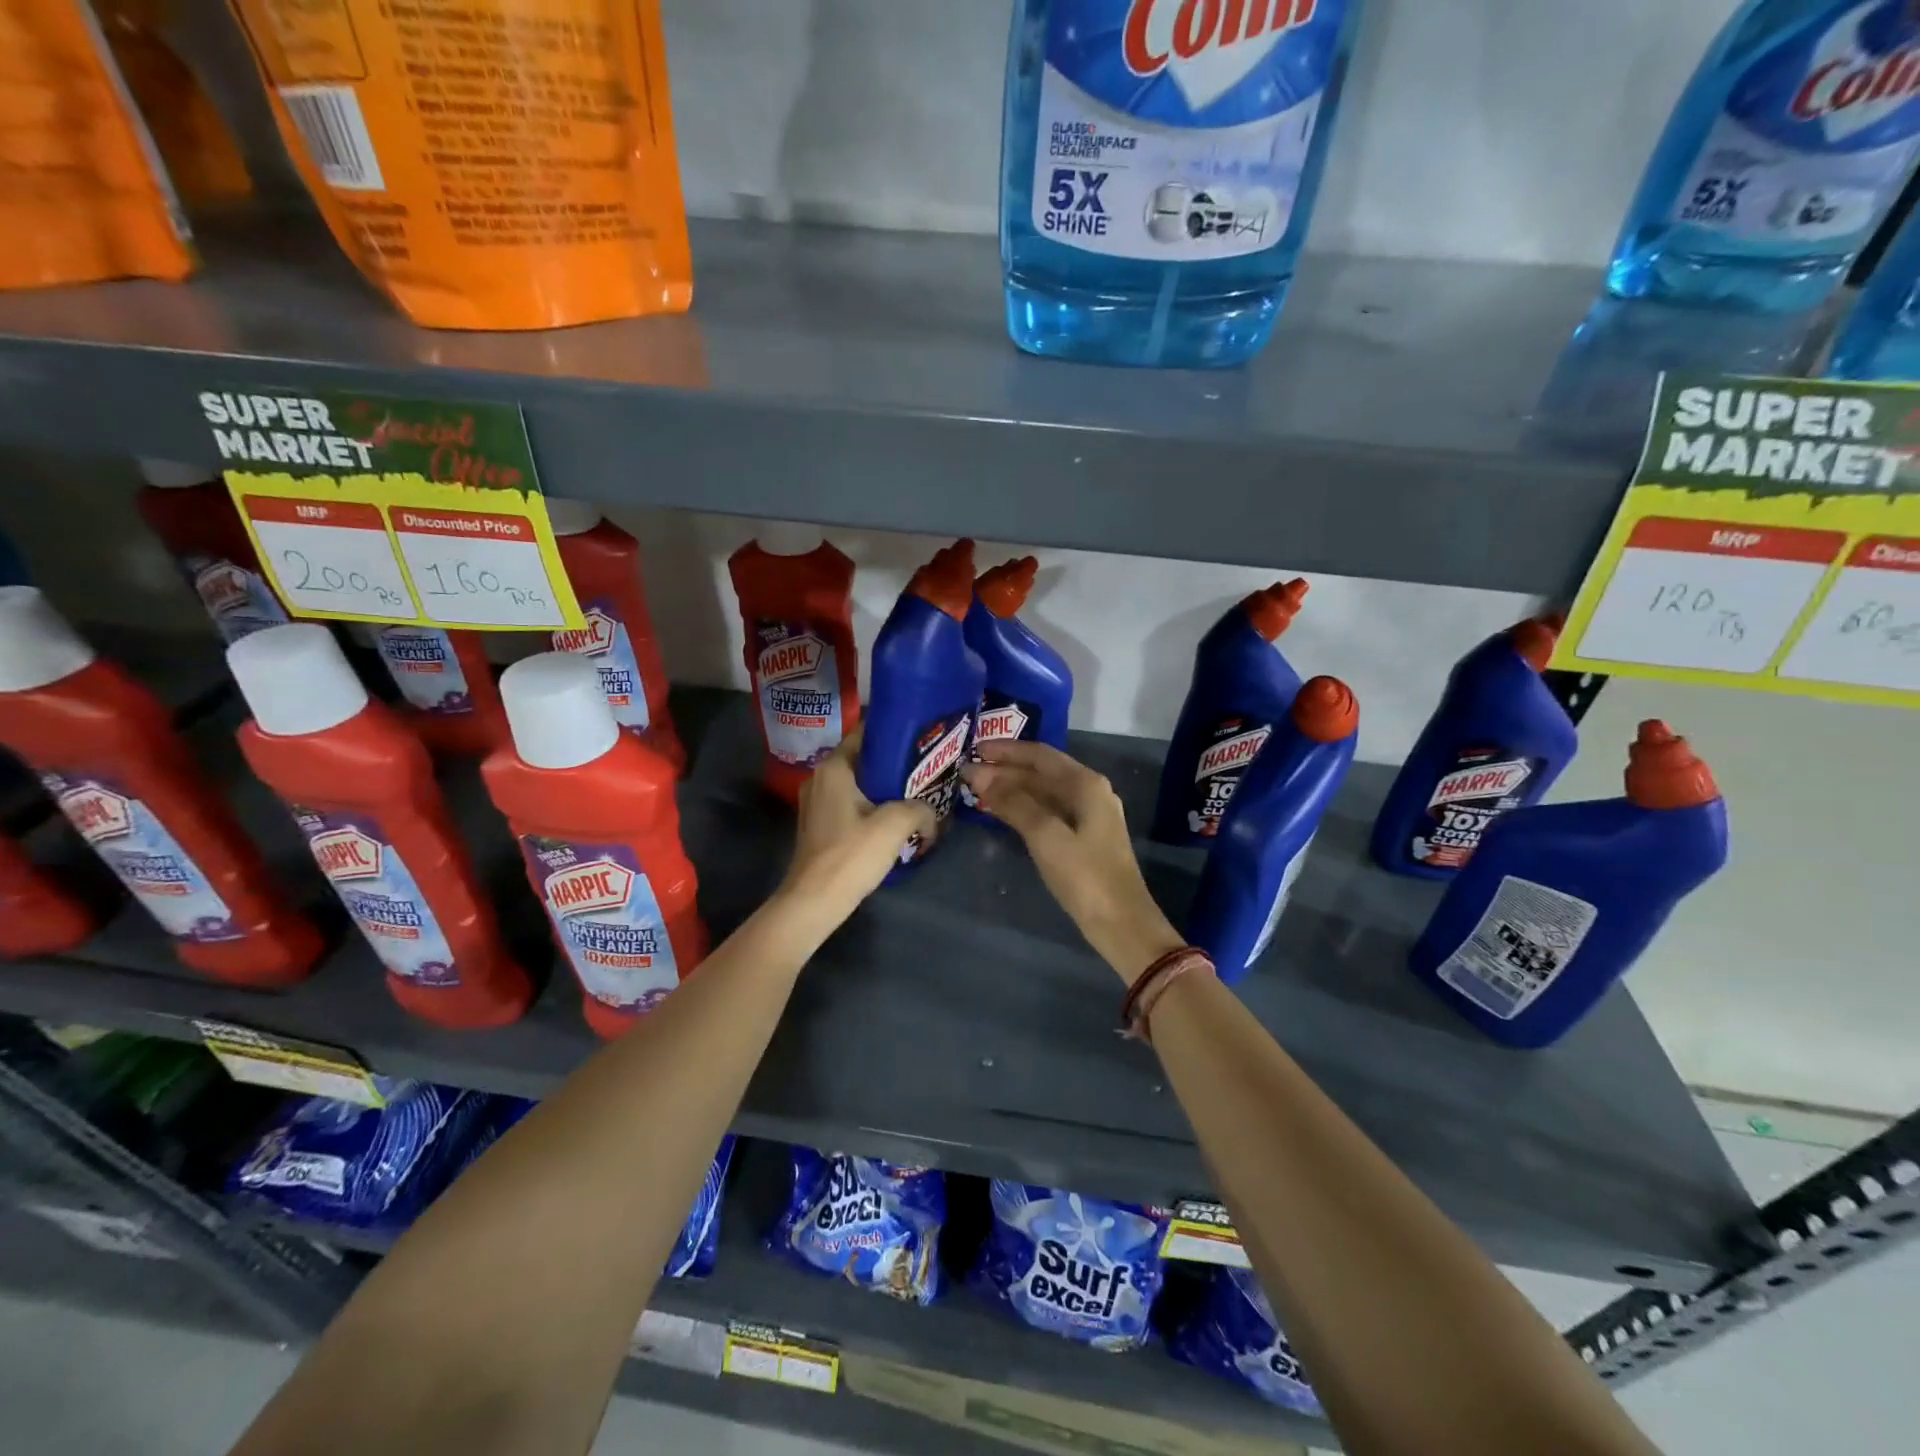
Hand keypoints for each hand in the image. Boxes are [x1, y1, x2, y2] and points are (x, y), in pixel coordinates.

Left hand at [780, 729, 935, 927]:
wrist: (815, 901)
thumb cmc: (851, 854)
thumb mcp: (895, 825)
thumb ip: (920, 809)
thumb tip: (931, 814)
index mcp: (834, 768)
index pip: (865, 733)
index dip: (894, 732)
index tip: (921, 738)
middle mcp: (821, 778)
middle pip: (864, 759)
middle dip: (894, 763)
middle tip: (926, 768)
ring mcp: (817, 803)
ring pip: (859, 784)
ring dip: (885, 788)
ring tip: (917, 794)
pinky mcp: (820, 825)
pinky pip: (852, 804)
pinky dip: (872, 806)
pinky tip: (895, 819)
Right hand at [961, 741, 1182, 982]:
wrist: (1121, 923)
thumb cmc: (1085, 876)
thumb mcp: (1046, 836)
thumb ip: (1014, 803)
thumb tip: (981, 776)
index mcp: (1086, 784)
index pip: (1040, 755)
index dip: (1006, 750)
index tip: (974, 749)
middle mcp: (1089, 792)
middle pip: (1041, 772)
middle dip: (1005, 770)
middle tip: (967, 773)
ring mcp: (1088, 815)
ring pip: (1044, 792)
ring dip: (1012, 789)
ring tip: (977, 790)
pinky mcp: (1083, 838)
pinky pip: (1048, 811)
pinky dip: (1023, 807)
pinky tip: (1003, 812)